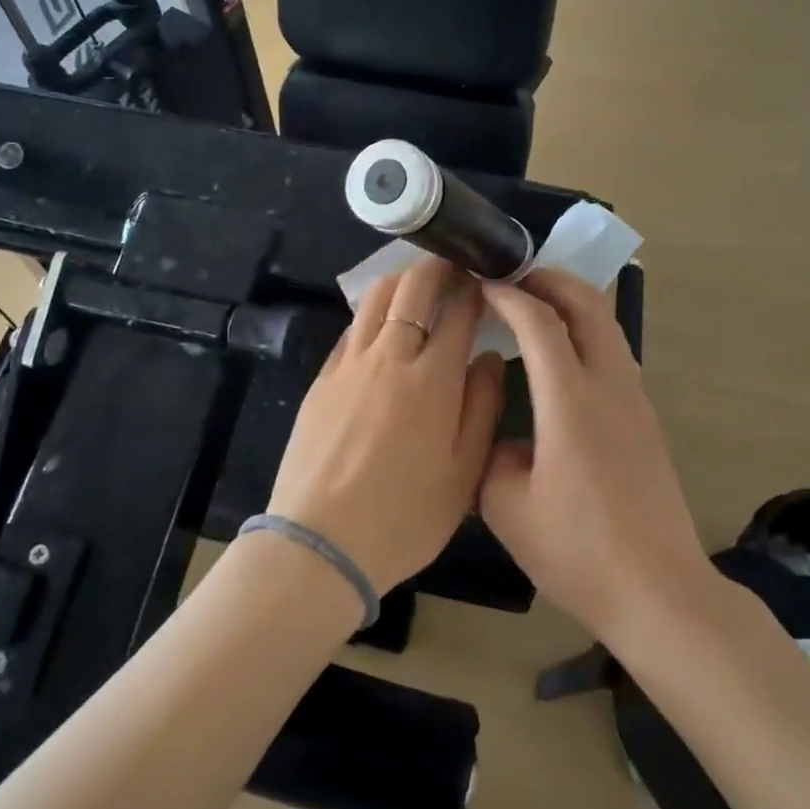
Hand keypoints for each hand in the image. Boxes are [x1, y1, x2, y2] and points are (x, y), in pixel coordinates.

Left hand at [267, 258, 505, 593]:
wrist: (320, 542)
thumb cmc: (405, 516)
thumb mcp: (464, 472)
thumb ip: (483, 406)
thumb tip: (489, 356)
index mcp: (432, 377)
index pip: (458, 309)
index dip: (474, 286)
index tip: (485, 278)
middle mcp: (389, 355)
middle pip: (412, 287)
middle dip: (437, 267)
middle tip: (454, 266)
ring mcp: (349, 363)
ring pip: (375, 297)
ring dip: (401, 280)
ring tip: (418, 285)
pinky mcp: (321, 378)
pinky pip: (351, 328)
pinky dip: (372, 312)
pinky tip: (380, 326)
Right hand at [479, 269, 710, 642]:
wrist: (658, 592)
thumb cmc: (577, 550)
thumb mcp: (506, 506)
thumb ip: (492, 453)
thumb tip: (503, 434)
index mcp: (570, 400)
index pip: (538, 322)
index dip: (507, 294)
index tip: (480, 282)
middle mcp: (609, 385)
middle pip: (588, 304)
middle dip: (549, 279)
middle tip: (512, 276)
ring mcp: (635, 399)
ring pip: (607, 324)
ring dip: (572, 302)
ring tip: (534, 306)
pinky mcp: (646, 419)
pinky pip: (614, 352)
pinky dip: (585, 332)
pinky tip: (561, 357)